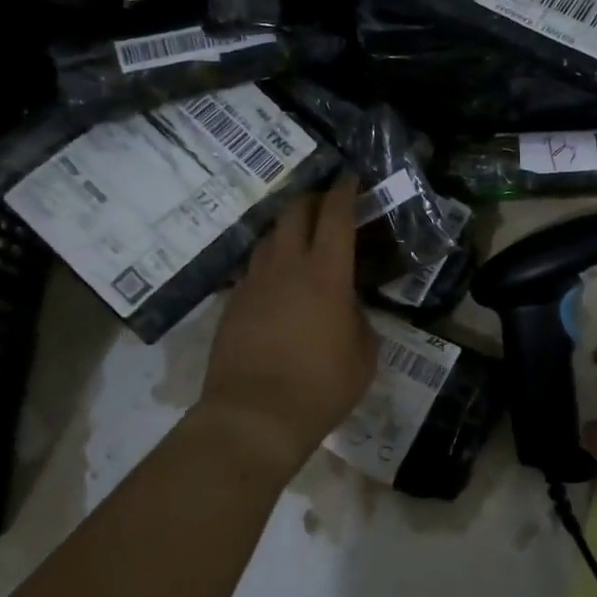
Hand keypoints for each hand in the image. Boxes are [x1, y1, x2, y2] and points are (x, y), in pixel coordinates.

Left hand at [198, 178, 377, 476]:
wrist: (255, 417)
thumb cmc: (321, 387)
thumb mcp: (363, 354)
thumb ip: (359, 319)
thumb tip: (347, 306)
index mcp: (326, 274)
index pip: (336, 216)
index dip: (345, 191)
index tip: (351, 179)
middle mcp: (287, 267)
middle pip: (294, 212)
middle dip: (313, 199)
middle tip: (327, 206)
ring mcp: (253, 282)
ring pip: (268, 237)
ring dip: (287, 229)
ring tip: (301, 241)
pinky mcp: (232, 303)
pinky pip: (253, 268)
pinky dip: (269, 263)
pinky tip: (277, 282)